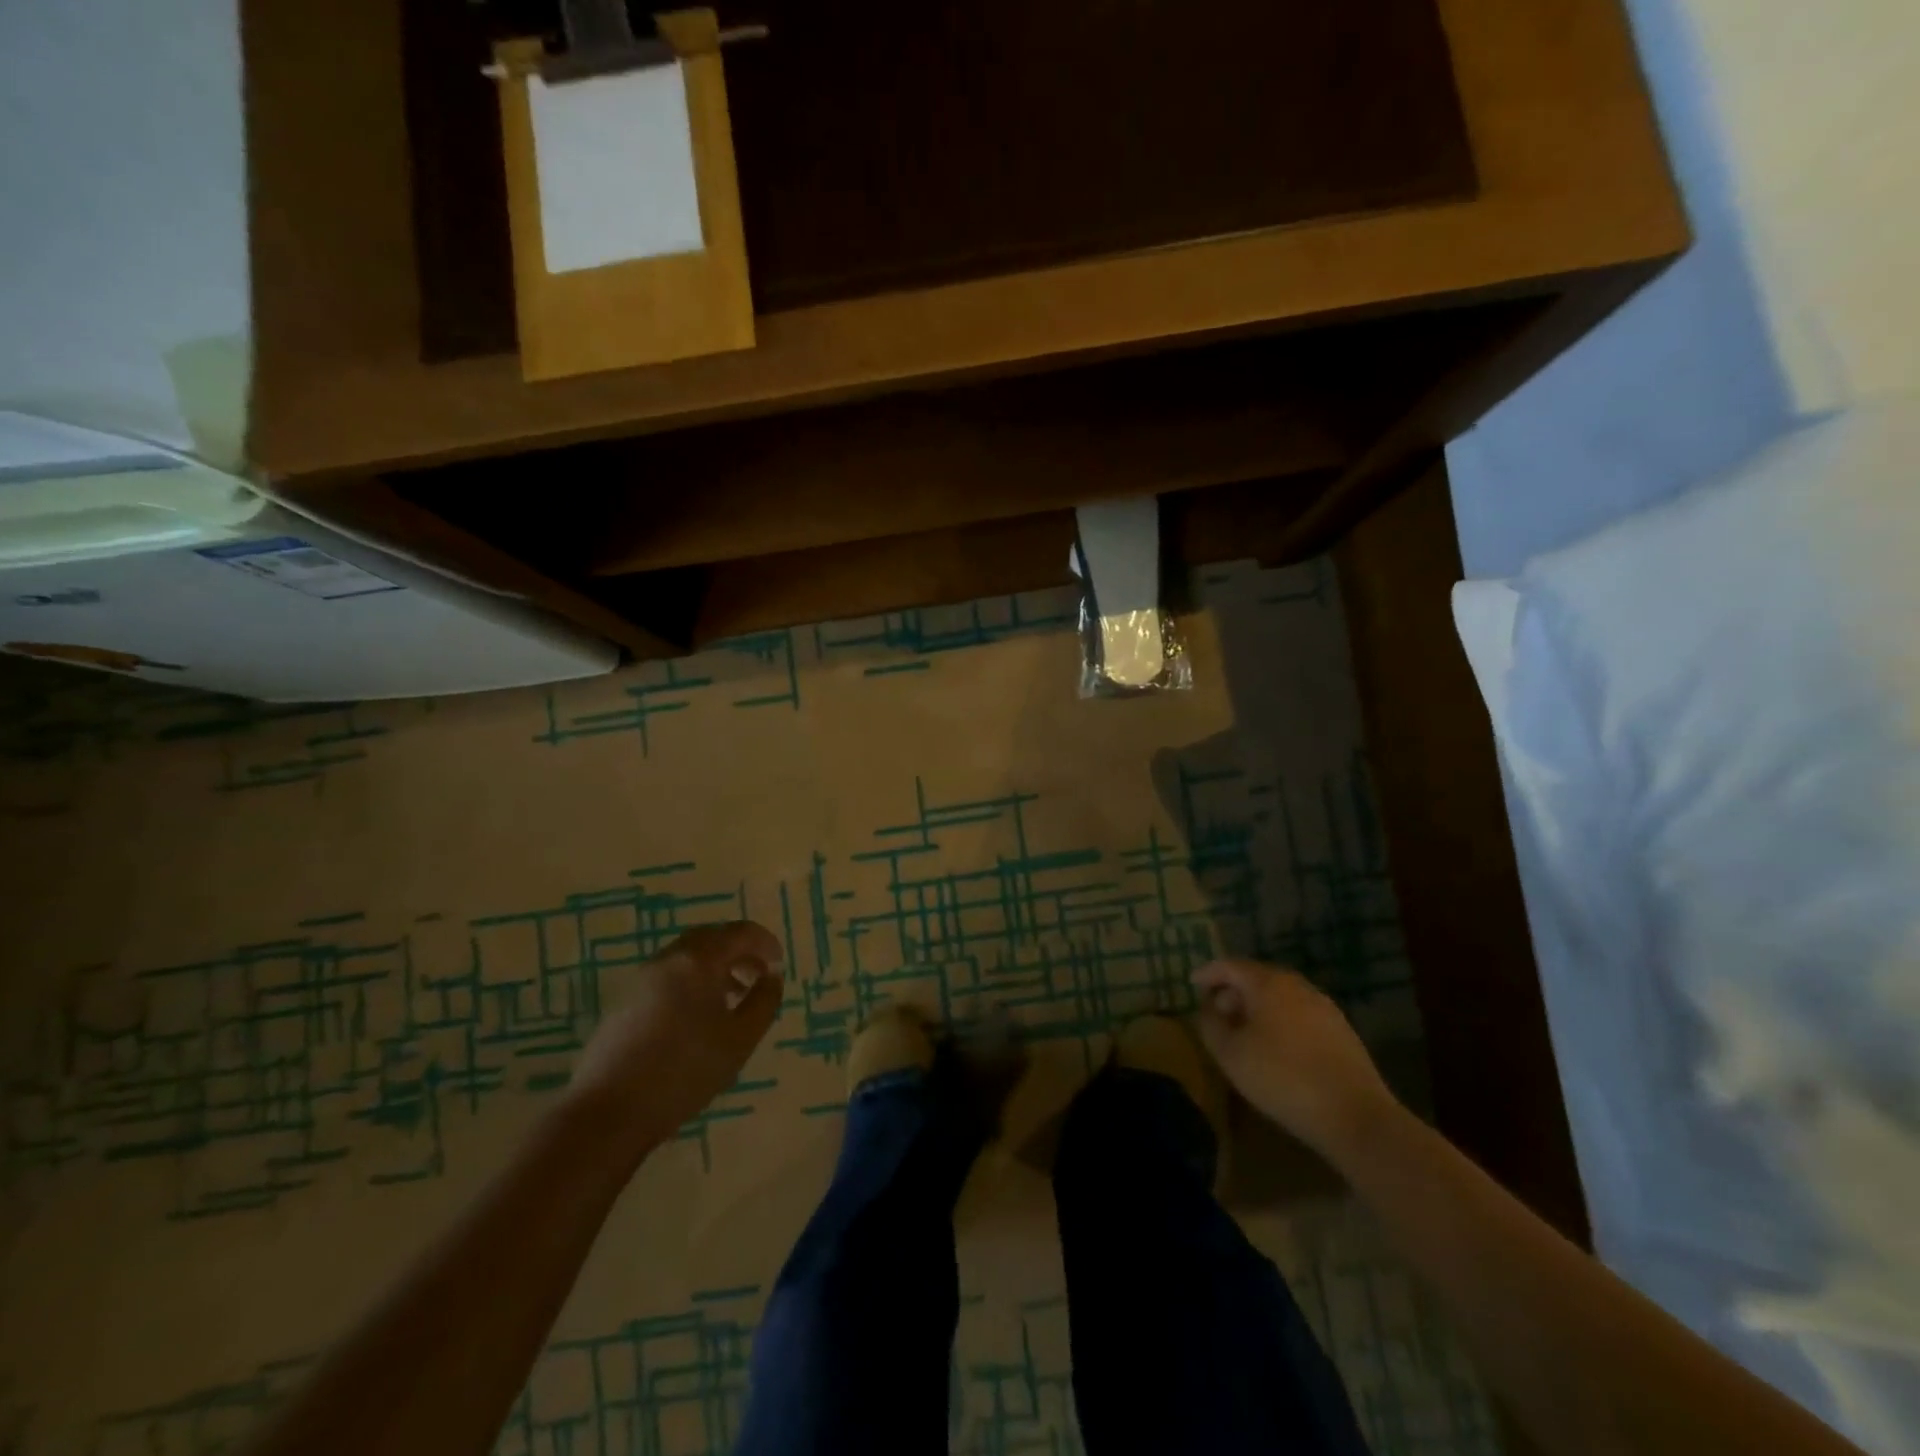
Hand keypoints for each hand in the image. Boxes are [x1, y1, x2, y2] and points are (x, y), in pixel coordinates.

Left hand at [566, 921, 783, 1160]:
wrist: (608, 1111)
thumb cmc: (685, 1071)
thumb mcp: (740, 1039)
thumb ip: (764, 1001)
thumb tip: (772, 976)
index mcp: (699, 960)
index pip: (740, 932)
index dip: (766, 944)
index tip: (778, 966)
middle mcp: (669, 958)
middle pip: (711, 938)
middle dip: (739, 952)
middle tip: (757, 978)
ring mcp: (642, 979)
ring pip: (687, 958)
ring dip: (715, 969)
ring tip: (731, 1001)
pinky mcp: (624, 1002)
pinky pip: (668, 977)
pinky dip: (691, 983)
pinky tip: (696, 1020)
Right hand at [1193, 959, 1398, 1157]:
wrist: (1355, 1115)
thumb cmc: (1282, 1078)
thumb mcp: (1230, 1054)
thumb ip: (1210, 1024)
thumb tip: (1208, 1008)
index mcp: (1267, 983)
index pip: (1229, 965)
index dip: (1207, 973)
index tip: (1192, 984)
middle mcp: (1297, 985)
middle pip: (1256, 977)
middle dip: (1233, 991)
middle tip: (1216, 1012)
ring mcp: (1323, 1006)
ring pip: (1280, 996)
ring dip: (1257, 1008)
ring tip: (1243, 1032)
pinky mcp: (1341, 1030)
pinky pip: (1299, 1014)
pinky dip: (1279, 1021)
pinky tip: (1276, 1048)